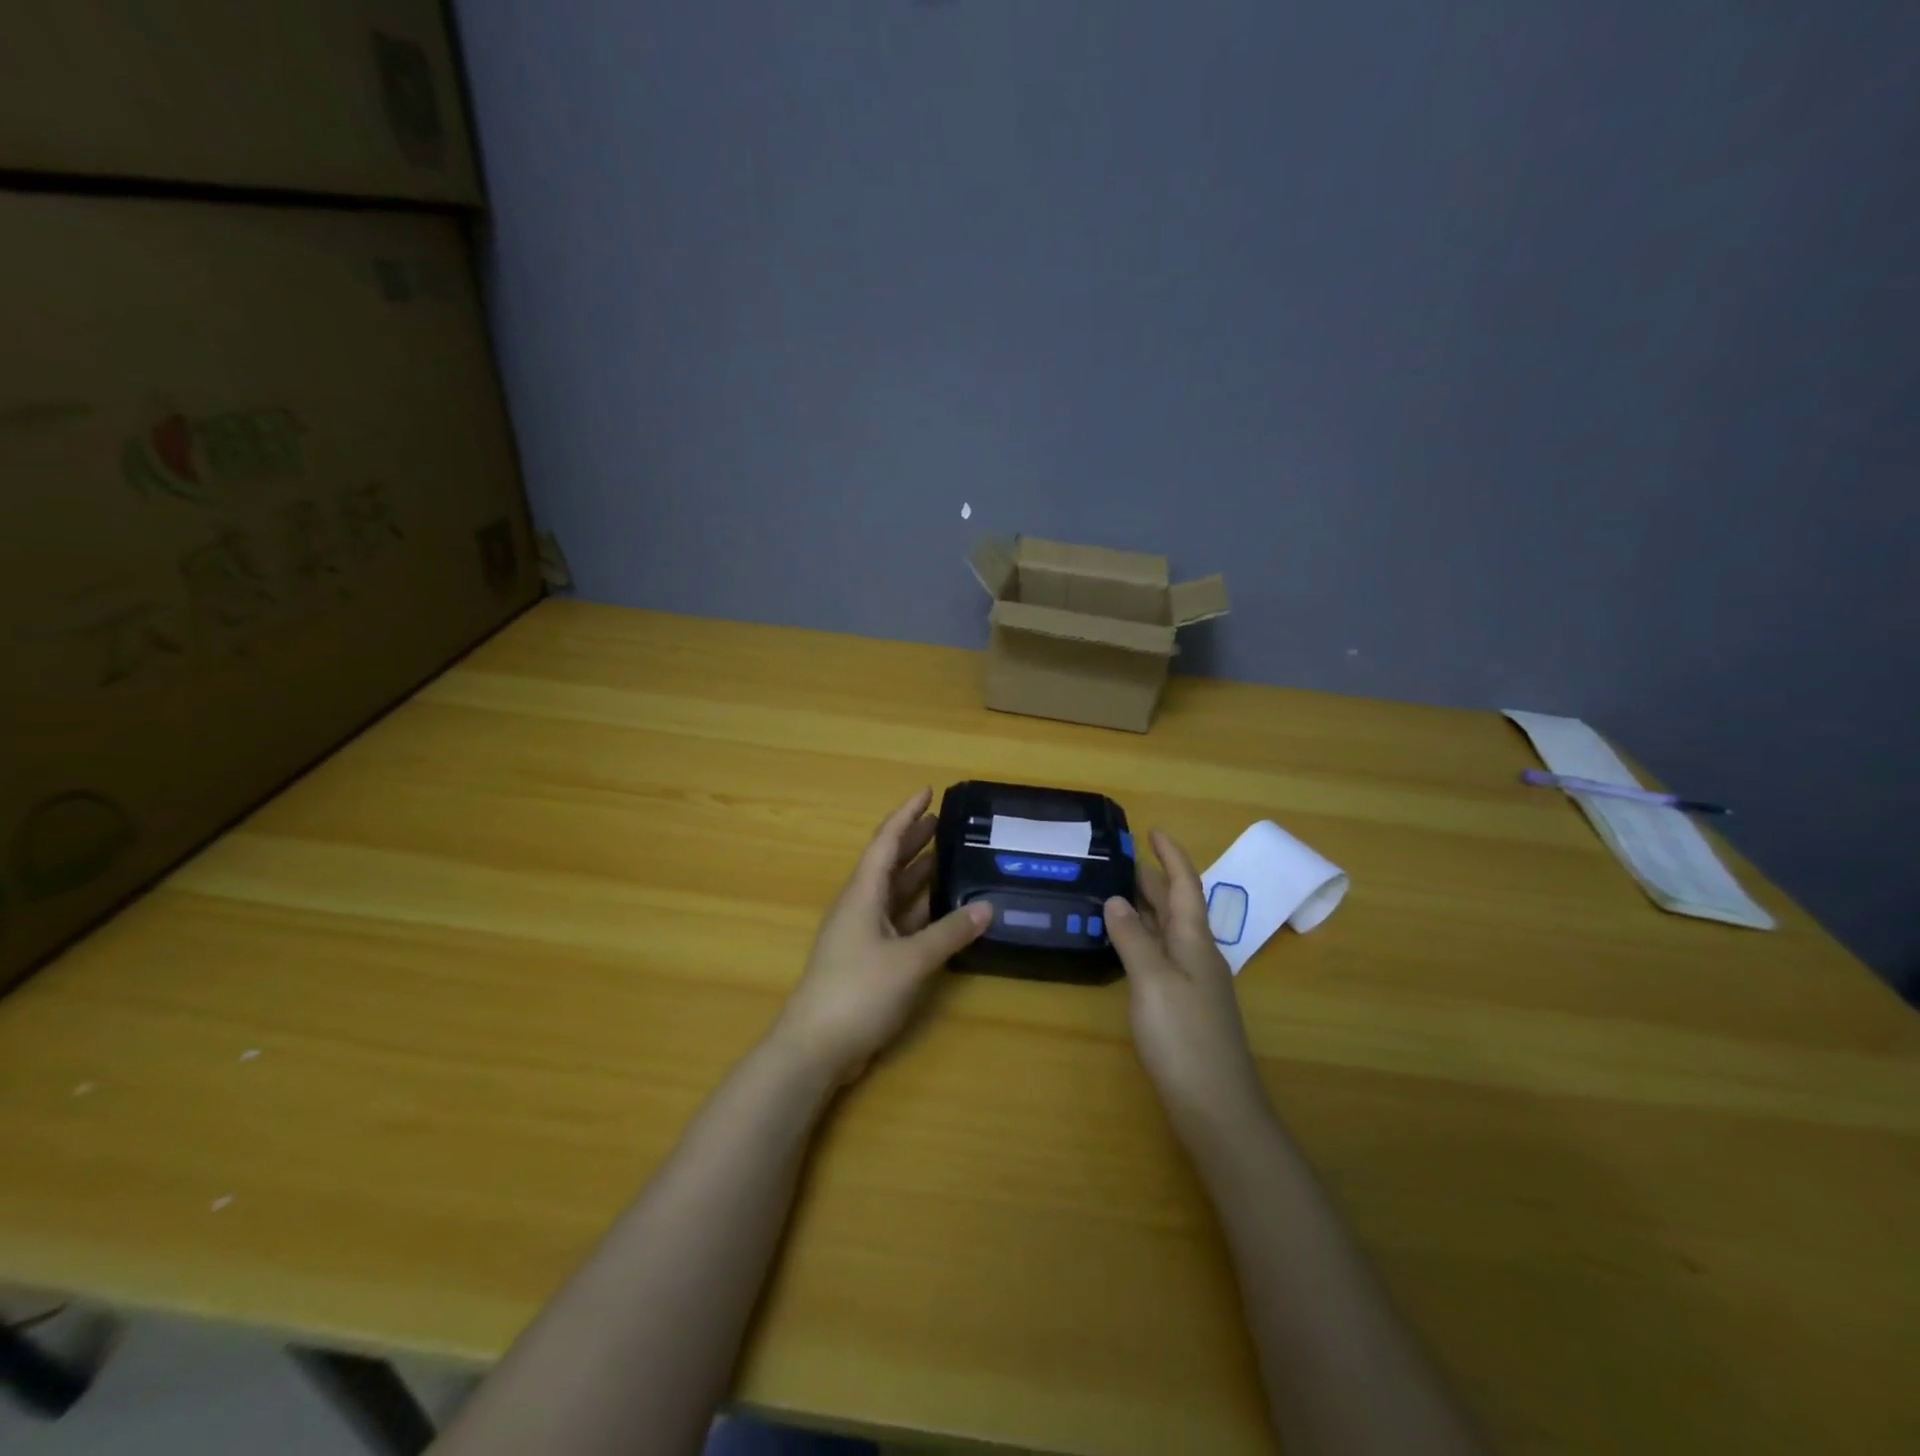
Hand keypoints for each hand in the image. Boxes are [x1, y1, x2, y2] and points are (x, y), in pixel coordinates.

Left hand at [773, 788, 991, 1084]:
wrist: (815, 1048)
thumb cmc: (858, 991)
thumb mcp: (910, 960)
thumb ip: (949, 932)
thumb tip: (987, 906)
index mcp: (863, 894)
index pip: (886, 841)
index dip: (907, 814)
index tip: (928, 791)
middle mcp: (861, 906)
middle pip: (890, 863)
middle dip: (915, 841)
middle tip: (946, 823)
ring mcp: (863, 935)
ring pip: (895, 894)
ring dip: (919, 876)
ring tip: (950, 858)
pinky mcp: (869, 961)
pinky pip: (899, 923)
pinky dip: (921, 912)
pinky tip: (943, 911)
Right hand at [1105, 830, 1268, 1136]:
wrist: (1217, 1107)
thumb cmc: (1184, 1037)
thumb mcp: (1152, 981)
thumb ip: (1133, 939)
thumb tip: (1116, 900)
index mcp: (1195, 941)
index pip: (1185, 885)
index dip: (1171, 856)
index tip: (1153, 829)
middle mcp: (1198, 954)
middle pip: (1177, 906)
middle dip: (1154, 878)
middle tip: (1121, 858)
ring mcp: (1193, 982)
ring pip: (1169, 931)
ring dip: (1147, 907)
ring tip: (1117, 891)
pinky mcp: (1184, 1006)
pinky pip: (1162, 955)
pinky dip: (1143, 938)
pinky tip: (1125, 945)